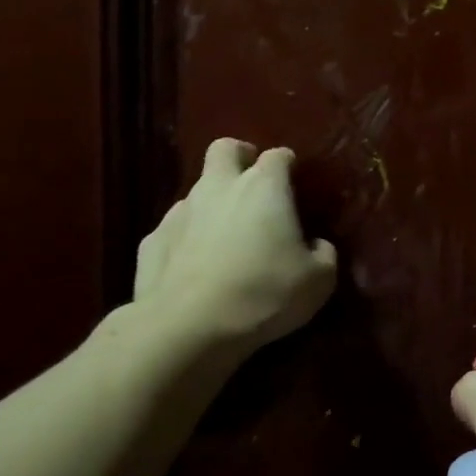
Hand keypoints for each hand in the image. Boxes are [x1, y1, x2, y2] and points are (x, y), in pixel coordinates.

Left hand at [133, 138, 337, 353]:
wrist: (188, 326)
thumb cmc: (263, 294)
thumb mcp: (318, 281)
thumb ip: (323, 254)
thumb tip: (316, 245)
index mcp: (263, 188)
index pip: (278, 157)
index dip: (287, 165)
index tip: (295, 182)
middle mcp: (219, 187)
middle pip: (225, 149)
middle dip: (240, 157)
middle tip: (252, 183)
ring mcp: (180, 211)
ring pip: (198, 191)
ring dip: (214, 204)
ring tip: (226, 238)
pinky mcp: (152, 241)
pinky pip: (175, 229)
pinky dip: (187, 239)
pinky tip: (196, 267)